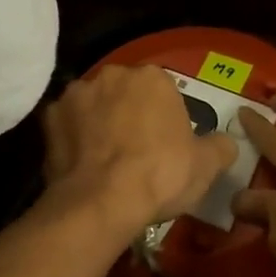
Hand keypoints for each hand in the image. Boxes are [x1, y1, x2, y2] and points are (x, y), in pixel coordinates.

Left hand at [41, 66, 237, 234]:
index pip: (163, 90)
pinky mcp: (49, 117)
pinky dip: (72, 137)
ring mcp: (77, 93)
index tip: (166, 144)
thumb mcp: (206, 165)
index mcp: (153, 77)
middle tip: (136, 150)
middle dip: (129, 113)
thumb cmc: (160, 175)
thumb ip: (220, 146)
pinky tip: (80, 162)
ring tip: (104, 158)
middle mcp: (113, 74)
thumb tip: (226, 143)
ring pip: (93, 104)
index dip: (165, 118)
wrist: (102, 202)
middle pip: (125, 92)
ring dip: (99, 121)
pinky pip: (66, 124)